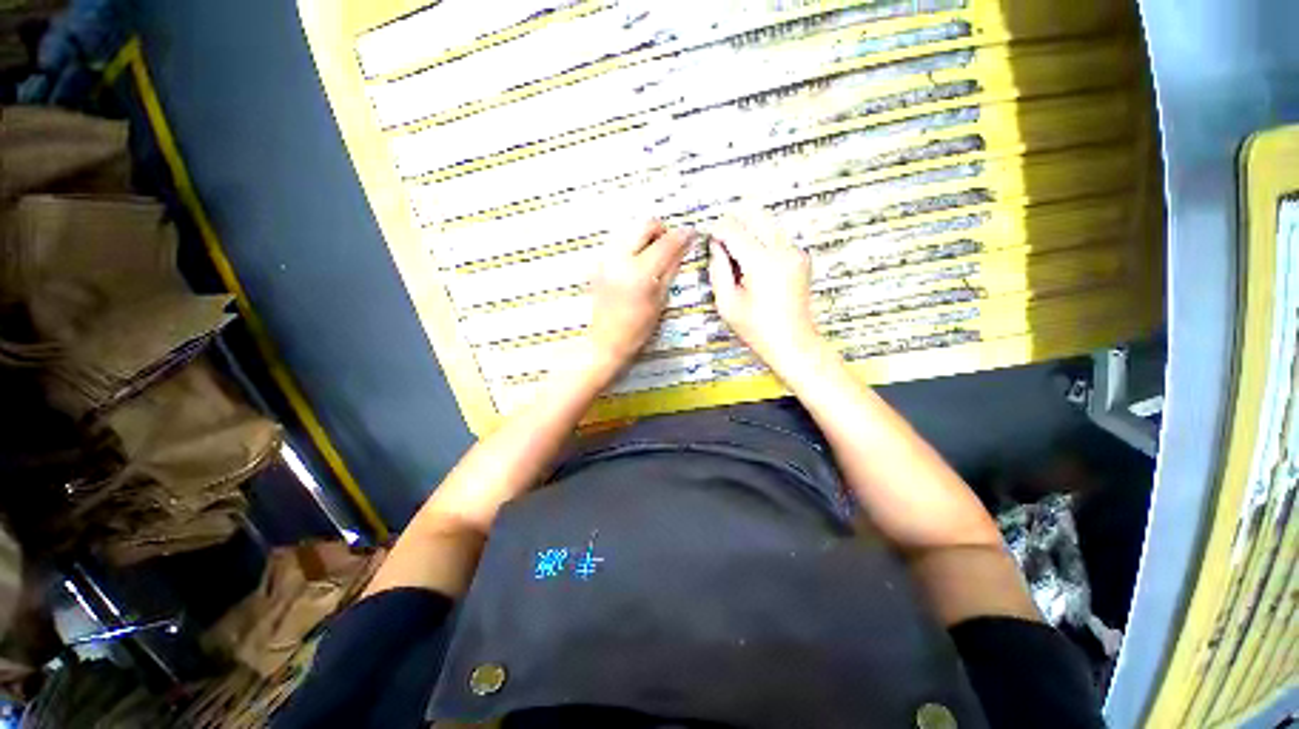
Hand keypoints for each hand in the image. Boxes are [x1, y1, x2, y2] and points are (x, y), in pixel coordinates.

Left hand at [585, 219, 690, 379]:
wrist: (604, 342)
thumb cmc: (637, 329)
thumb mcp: (660, 300)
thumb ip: (671, 268)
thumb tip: (684, 245)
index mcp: (640, 272)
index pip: (666, 242)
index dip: (683, 235)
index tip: (692, 234)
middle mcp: (620, 259)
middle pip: (645, 225)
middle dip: (661, 231)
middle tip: (669, 246)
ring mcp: (605, 259)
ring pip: (630, 229)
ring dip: (645, 237)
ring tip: (651, 256)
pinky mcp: (597, 263)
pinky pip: (618, 242)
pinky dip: (631, 245)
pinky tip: (635, 264)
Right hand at [707, 212, 820, 373]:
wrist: (793, 342)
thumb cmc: (758, 329)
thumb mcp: (727, 303)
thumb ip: (718, 269)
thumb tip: (716, 246)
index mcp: (761, 262)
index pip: (733, 228)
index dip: (717, 231)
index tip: (709, 240)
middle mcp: (782, 251)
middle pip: (754, 215)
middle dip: (734, 224)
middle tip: (722, 244)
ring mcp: (795, 252)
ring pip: (767, 223)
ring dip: (748, 232)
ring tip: (737, 258)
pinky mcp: (801, 257)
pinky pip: (776, 237)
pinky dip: (761, 241)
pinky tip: (754, 265)